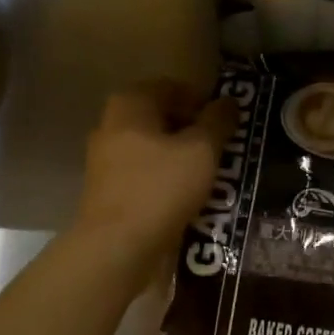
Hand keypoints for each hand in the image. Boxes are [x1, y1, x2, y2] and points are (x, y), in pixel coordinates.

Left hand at [75, 80, 236, 283]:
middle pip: (161, 118)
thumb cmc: (161, 188)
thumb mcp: (201, 151)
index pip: (172, 88)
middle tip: (223, 148)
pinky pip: (144, 174)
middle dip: (193, 130)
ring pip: (153, 148)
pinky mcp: (108, 190)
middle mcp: (111, 125)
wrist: (117, 247)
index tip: (227, 122)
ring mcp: (105, 160)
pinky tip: (188, 196)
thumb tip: (228, 102)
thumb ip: (218, 122)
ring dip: (182, 157)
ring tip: (211, 174)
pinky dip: (167, 179)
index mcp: (130, 104)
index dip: (203, 101)